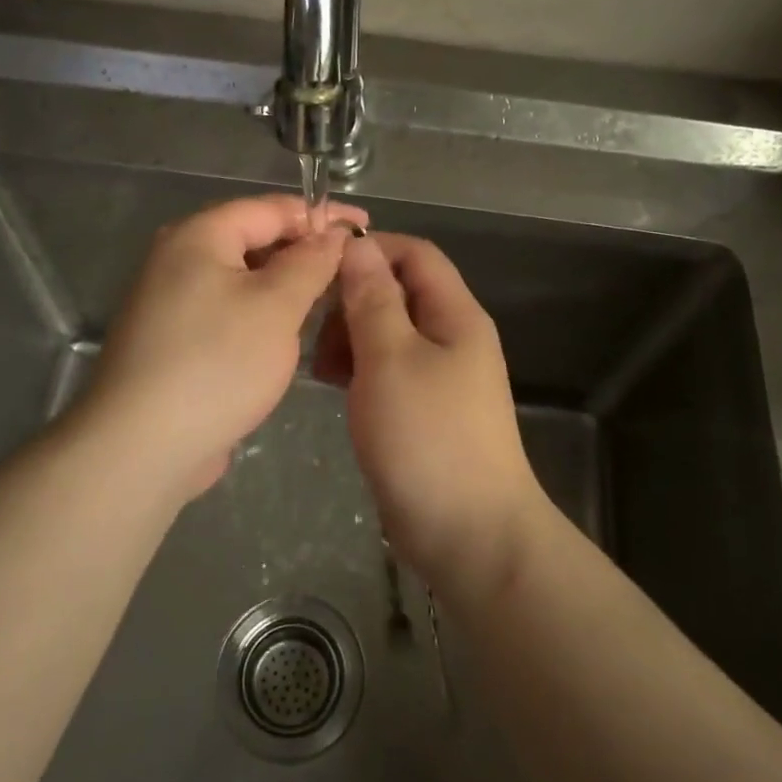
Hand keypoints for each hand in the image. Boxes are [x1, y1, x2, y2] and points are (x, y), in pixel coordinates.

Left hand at [72, 194, 365, 504]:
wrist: (143, 446)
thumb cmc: (217, 363)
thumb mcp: (277, 306)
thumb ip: (310, 262)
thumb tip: (332, 234)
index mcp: (198, 236)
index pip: (270, 208)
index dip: (321, 214)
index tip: (364, 226)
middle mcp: (178, 259)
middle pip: (253, 239)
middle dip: (304, 250)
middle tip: (352, 269)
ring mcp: (171, 302)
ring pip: (242, 279)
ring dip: (285, 285)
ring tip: (330, 299)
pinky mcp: (174, 340)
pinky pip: (228, 310)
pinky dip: (262, 313)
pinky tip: (289, 333)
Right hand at [313, 233, 546, 592]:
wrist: (469, 534)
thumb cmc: (429, 438)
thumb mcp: (391, 359)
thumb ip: (373, 300)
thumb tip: (357, 246)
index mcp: (455, 315)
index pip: (415, 255)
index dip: (370, 249)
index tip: (320, 268)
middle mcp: (451, 338)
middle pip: (399, 293)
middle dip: (353, 299)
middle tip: (312, 328)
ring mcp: (439, 377)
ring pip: (388, 333)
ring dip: (350, 337)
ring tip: (318, 365)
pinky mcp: (423, 410)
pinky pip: (387, 371)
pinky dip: (358, 369)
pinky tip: (332, 386)